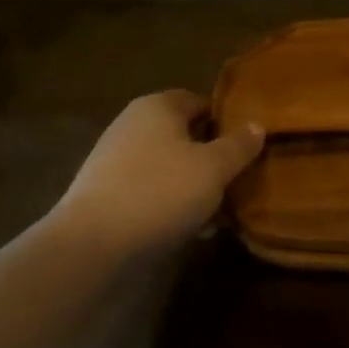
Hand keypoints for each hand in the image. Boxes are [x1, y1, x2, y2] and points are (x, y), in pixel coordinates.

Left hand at [52, 91, 264, 251]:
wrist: (91, 245)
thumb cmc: (160, 192)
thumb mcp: (214, 168)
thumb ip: (239, 145)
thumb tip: (257, 125)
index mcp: (158, 106)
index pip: (202, 102)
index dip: (228, 121)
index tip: (249, 146)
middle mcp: (133, 125)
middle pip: (185, 136)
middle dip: (213, 158)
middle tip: (238, 181)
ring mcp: (115, 160)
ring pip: (169, 166)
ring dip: (195, 186)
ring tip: (219, 214)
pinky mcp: (105, 194)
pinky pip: (150, 190)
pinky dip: (171, 204)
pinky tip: (190, 230)